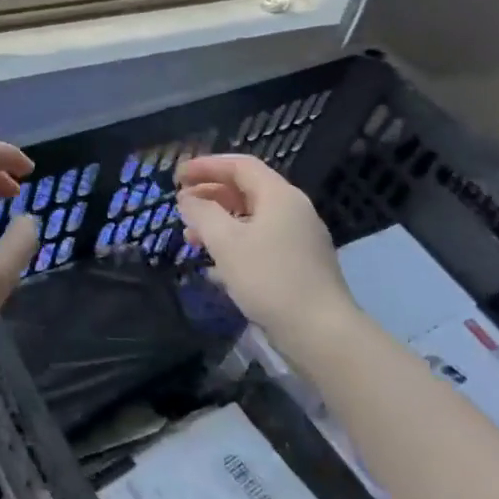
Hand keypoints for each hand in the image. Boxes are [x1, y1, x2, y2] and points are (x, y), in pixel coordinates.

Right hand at [175, 153, 354, 359]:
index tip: (177, 175)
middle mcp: (293, 210)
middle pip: (246, 190)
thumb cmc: (270, 278)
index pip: (239, 165)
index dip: (206, 166)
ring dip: (219, 221)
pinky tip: (215, 265)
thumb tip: (188, 199)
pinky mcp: (299, 264)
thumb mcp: (227, 243)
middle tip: (180, 205)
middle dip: (210, 194)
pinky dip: (235, 243)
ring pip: (252, 218)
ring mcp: (299, 238)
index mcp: (279, 195)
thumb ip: (203, 214)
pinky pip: (261, 241)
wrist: (321, 332)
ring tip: (191, 237)